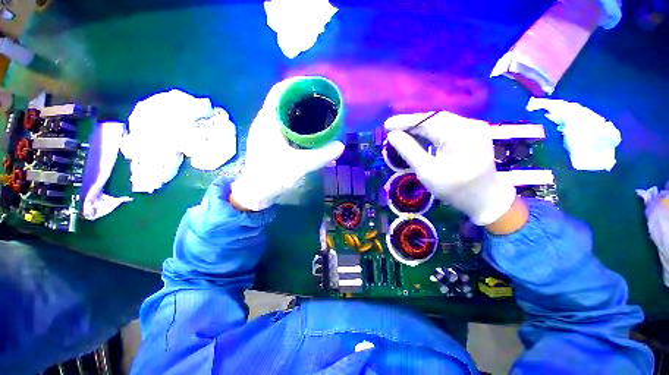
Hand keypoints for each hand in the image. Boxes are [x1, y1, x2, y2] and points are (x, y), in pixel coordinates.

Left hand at [231, 78, 344, 210]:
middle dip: (303, 99)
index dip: (296, 83)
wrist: (255, 193)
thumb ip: (321, 156)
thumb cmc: (272, 177)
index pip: (279, 91)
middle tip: (322, 102)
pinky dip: (298, 127)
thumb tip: (340, 146)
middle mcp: (266, 122)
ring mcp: (267, 133)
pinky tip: (310, 135)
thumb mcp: (299, 166)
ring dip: (301, 113)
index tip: (314, 85)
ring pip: (285, 115)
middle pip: (284, 101)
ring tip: (319, 116)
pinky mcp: (271, 143)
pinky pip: (286, 127)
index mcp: (268, 121)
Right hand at [384, 111, 516, 225]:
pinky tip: (419, 135)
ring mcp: (474, 128)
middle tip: (392, 128)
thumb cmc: (455, 190)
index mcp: (460, 135)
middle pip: (434, 119)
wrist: (486, 200)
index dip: (404, 121)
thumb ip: (409, 150)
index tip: (386, 124)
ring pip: (440, 122)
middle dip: (411, 123)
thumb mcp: (427, 171)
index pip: (427, 121)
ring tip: (402, 131)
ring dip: (420, 126)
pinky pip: (448, 127)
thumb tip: (392, 135)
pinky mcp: (474, 133)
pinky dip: (431, 130)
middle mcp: (470, 125)